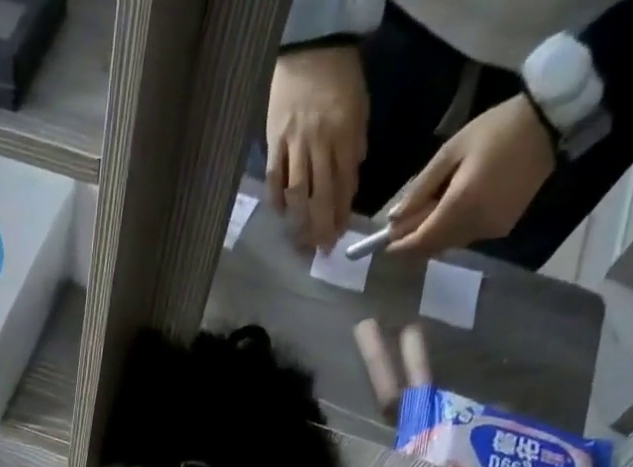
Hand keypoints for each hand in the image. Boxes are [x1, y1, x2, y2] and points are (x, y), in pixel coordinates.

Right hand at [266, 44, 368, 253]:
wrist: (311, 48)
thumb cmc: (339, 79)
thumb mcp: (359, 110)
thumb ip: (354, 148)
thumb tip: (348, 184)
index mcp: (343, 137)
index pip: (342, 186)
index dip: (340, 215)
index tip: (338, 238)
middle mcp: (318, 146)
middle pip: (318, 197)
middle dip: (319, 228)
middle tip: (319, 252)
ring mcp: (293, 146)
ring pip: (295, 194)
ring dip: (298, 222)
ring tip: (300, 242)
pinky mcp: (273, 143)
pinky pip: (274, 179)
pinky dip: (276, 201)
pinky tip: (280, 215)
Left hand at [386, 94, 555, 257]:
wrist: (553, 122)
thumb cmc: (498, 129)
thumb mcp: (452, 151)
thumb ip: (420, 188)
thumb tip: (395, 218)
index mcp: (459, 207)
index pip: (419, 242)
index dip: (400, 247)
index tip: (384, 244)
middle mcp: (473, 226)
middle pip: (433, 246)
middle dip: (415, 239)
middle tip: (405, 221)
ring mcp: (490, 230)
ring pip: (449, 244)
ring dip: (435, 233)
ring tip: (433, 206)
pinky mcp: (502, 228)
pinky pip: (468, 237)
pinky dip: (455, 228)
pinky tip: (458, 205)